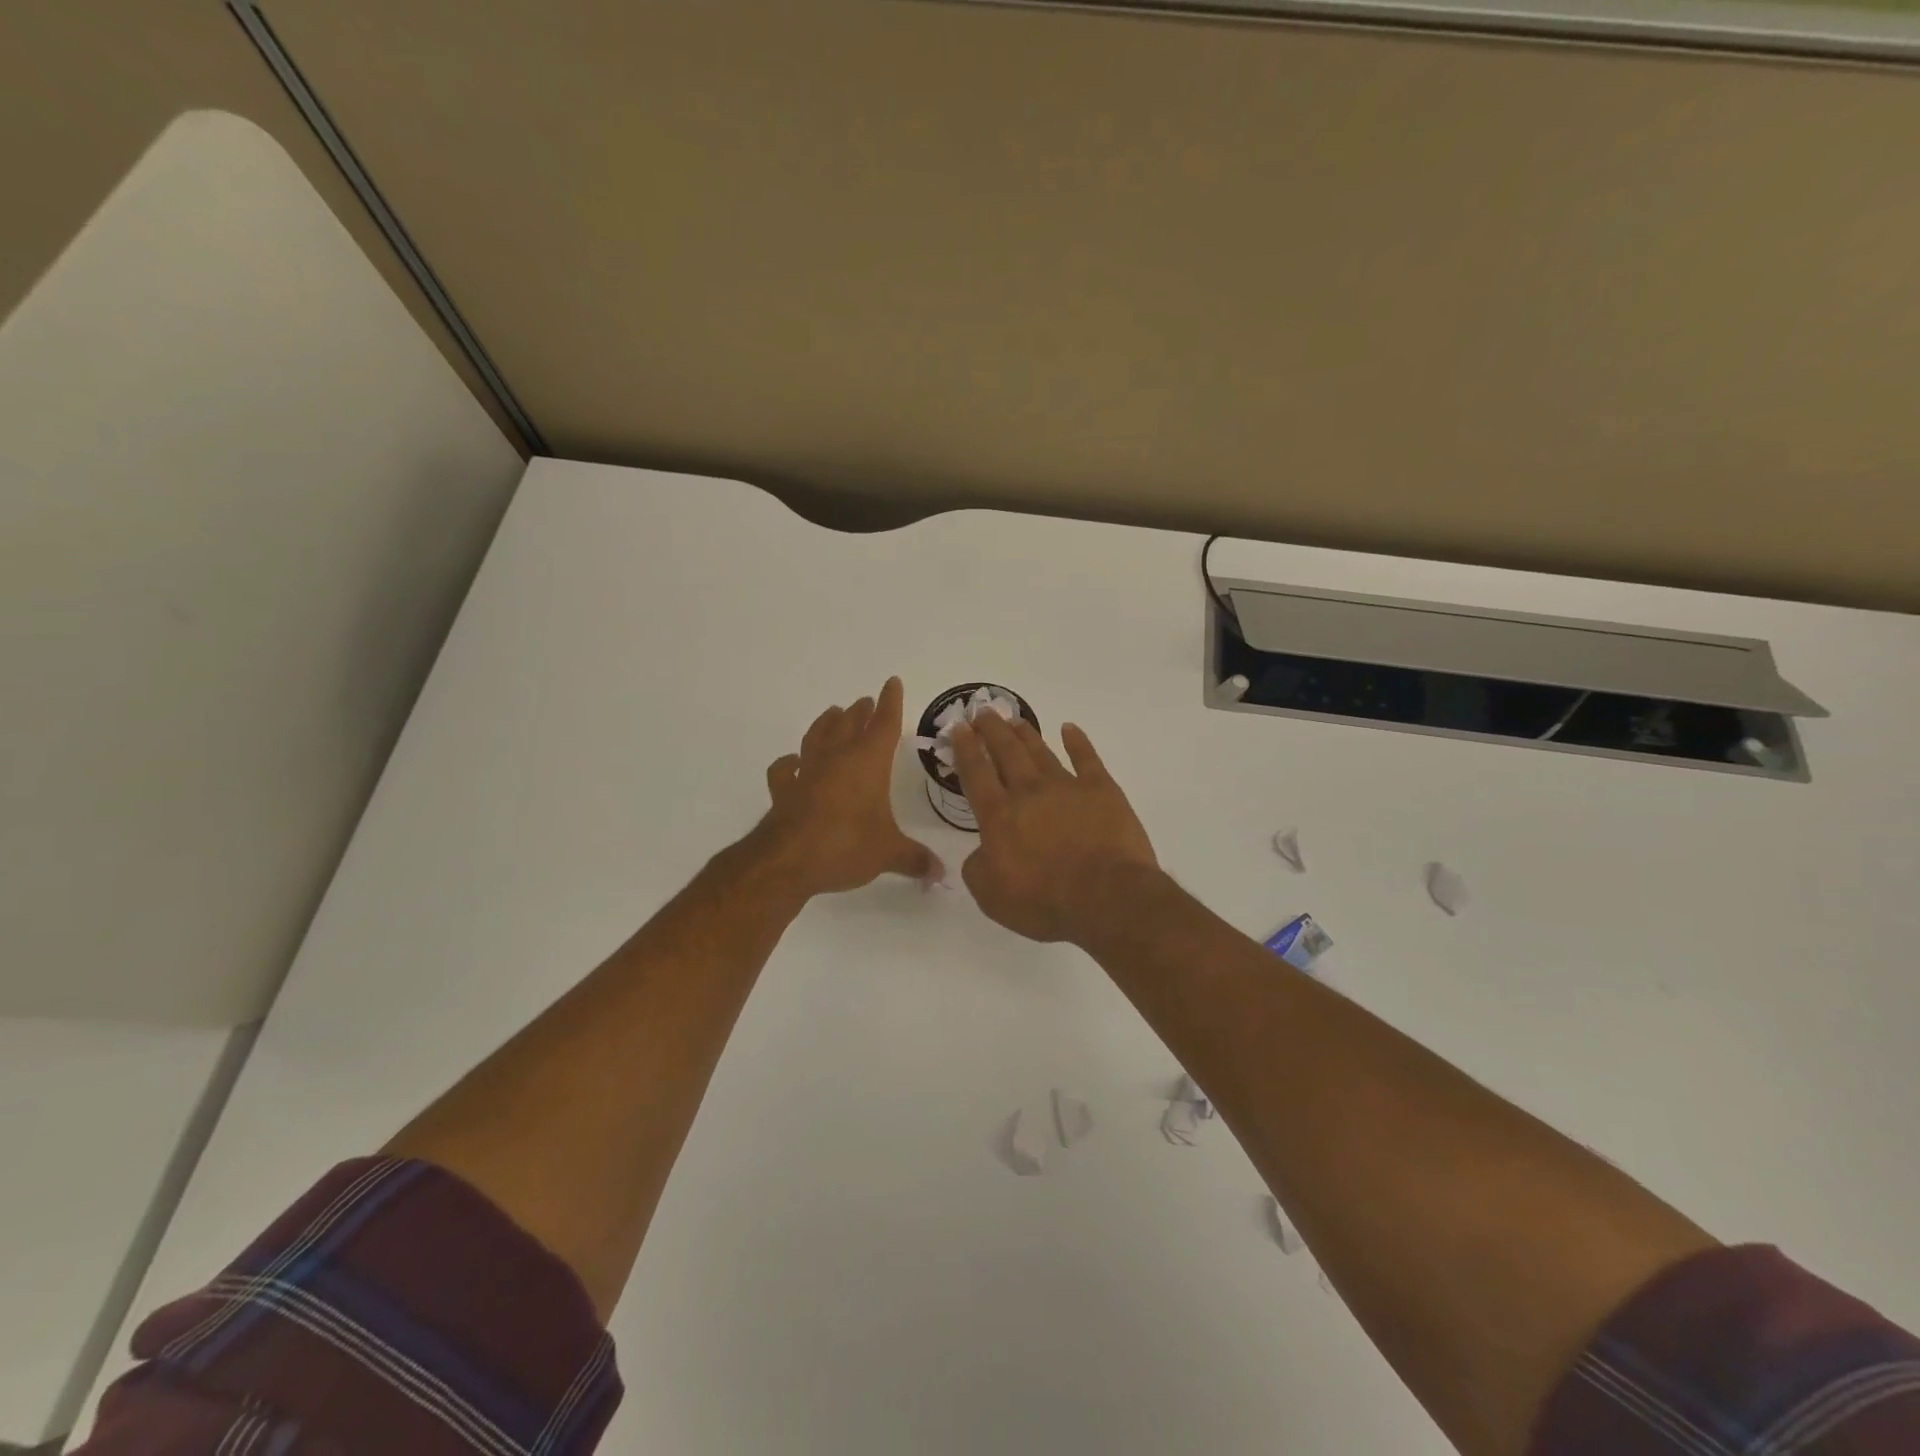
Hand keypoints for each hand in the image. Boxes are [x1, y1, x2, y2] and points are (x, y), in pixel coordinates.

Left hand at [756, 676, 941, 896]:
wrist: (787, 861)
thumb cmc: (845, 846)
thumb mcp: (888, 854)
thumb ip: (914, 859)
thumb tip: (941, 874)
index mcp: (867, 763)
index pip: (883, 725)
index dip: (890, 703)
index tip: (892, 682)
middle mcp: (837, 759)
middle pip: (849, 725)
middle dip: (860, 712)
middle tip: (865, 701)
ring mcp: (806, 773)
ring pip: (817, 737)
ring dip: (826, 723)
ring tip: (833, 713)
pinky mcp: (784, 791)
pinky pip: (784, 769)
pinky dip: (788, 763)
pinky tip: (791, 761)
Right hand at [949, 714, 1158, 942]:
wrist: (1106, 897)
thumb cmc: (1044, 901)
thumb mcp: (991, 896)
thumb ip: (978, 868)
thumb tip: (983, 851)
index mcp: (998, 815)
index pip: (976, 773)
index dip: (965, 748)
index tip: (958, 727)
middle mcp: (1029, 792)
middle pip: (1006, 752)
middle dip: (991, 730)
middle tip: (982, 711)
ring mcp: (1067, 787)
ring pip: (1041, 752)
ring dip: (1025, 733)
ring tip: (1014, 718)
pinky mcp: (1102, 790)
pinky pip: (1087, 759)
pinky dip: (1078, 742)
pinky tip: (1070, 729)